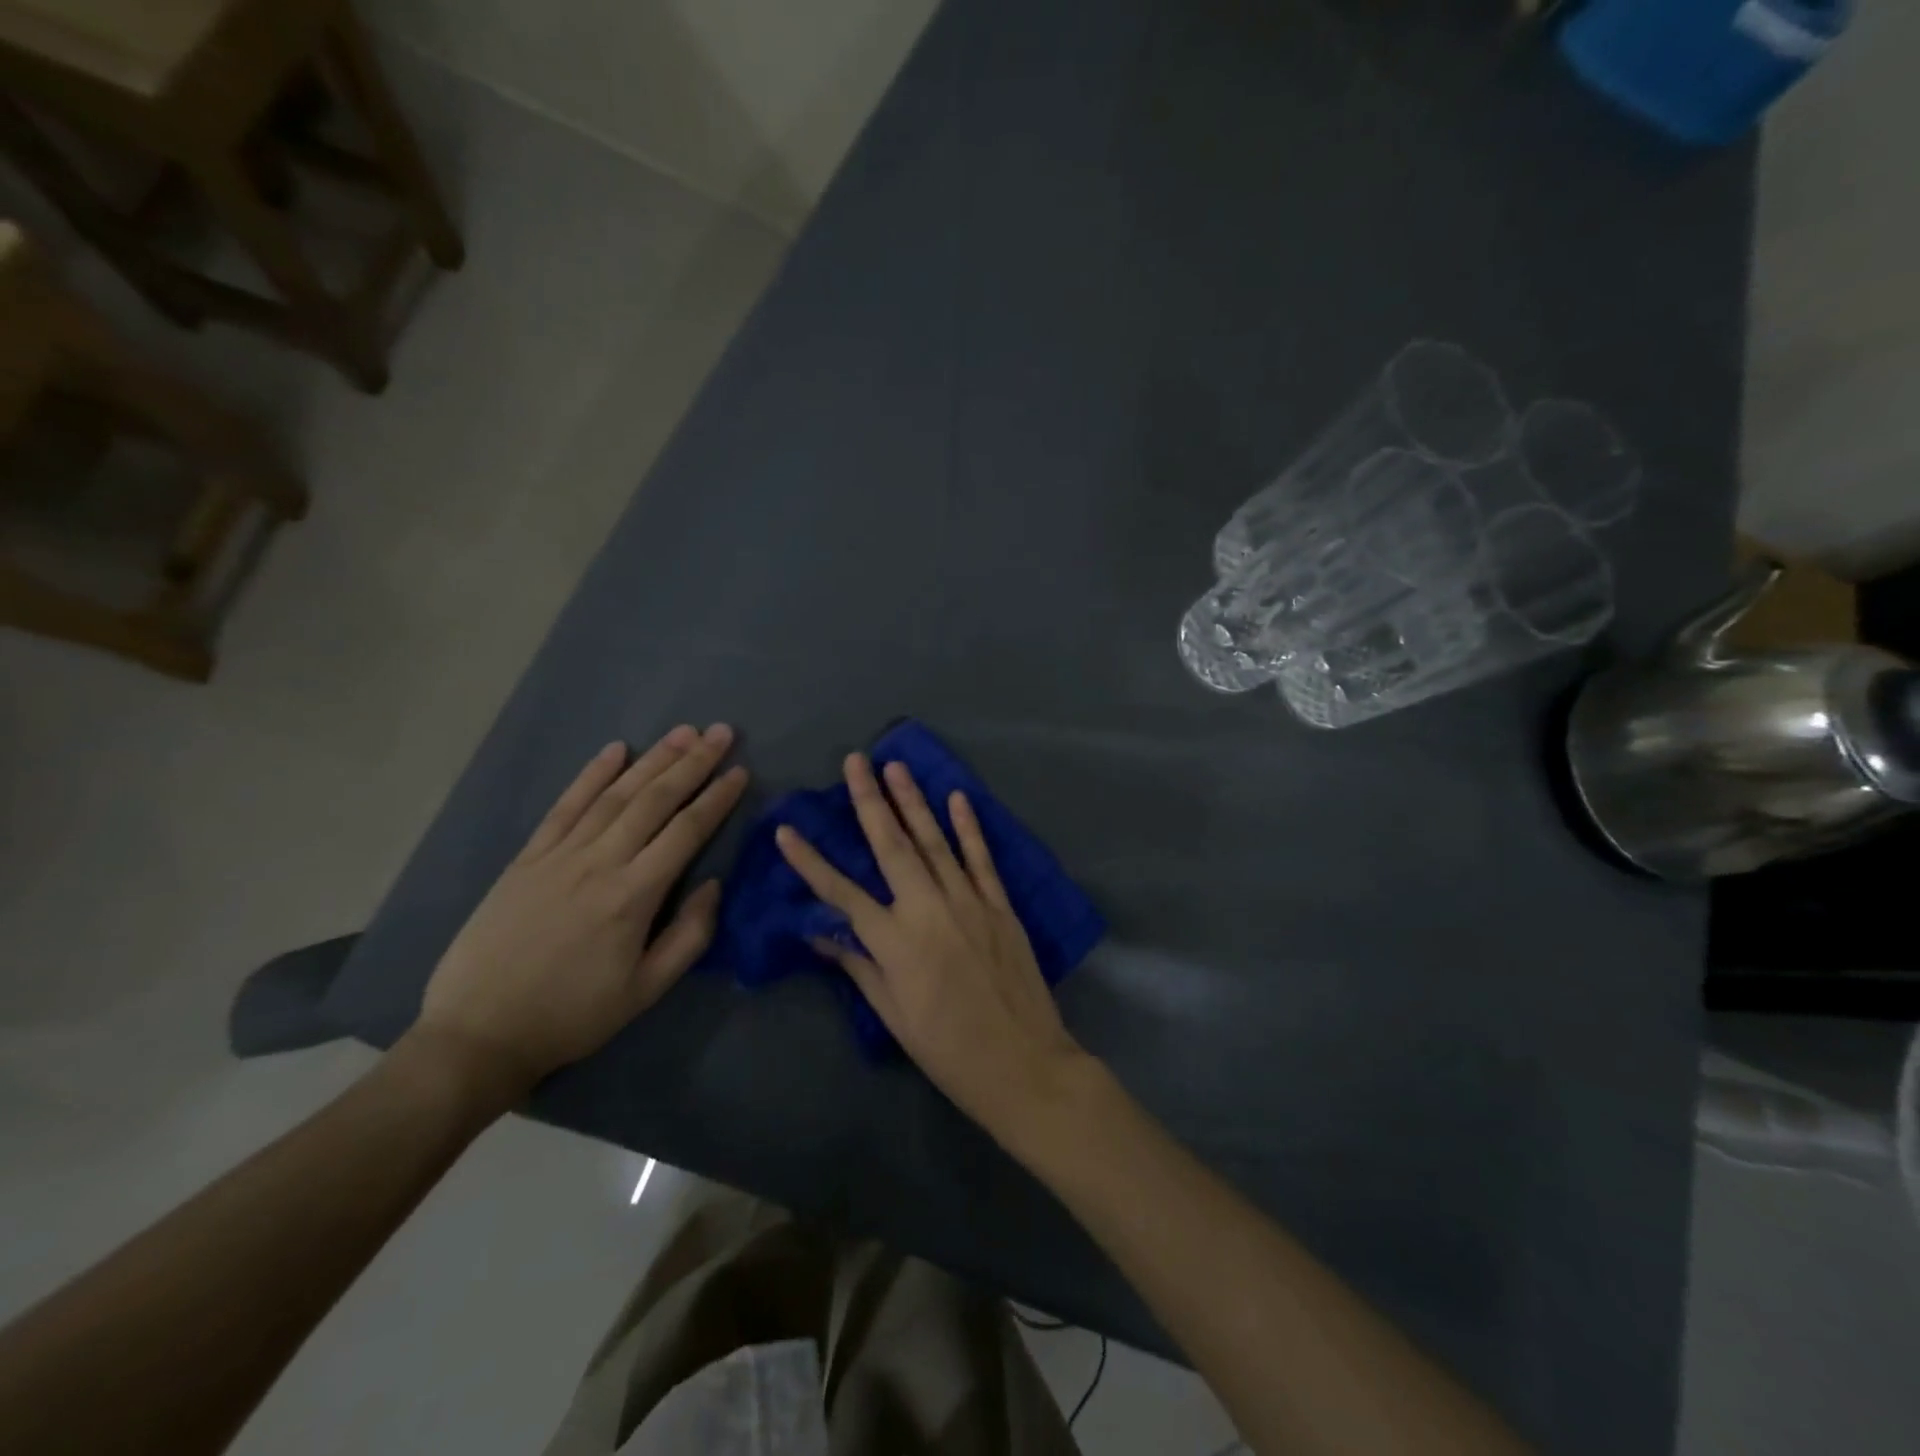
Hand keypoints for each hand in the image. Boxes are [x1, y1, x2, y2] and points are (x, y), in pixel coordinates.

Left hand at [414, 724, 748, 1103]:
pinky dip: (591, 775)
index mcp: (633, 896)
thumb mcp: (646, 991)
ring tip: (682, 733)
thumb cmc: (573, 1015)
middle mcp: (600, 863)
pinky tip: (615, 750)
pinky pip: (564, 807)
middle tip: (721, 732)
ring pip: (614, 795)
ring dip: (652, 760)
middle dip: (692, 763)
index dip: (716, 798)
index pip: (686, 832)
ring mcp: (559, 856)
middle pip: (654, 801)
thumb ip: (689, 936)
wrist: (479, 1033)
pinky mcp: (527, 859)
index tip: (740, 771)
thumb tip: (714, 884)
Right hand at [774, 754, 1090, 1139]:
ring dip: (913, 801)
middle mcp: (928, 909)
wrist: (1022, 1063)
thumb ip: (860, 967)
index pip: (841, 893)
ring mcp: (968, 902)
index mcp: (894, 942)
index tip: (787, 830)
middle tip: (855, 761)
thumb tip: (822, 935)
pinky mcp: (1000, 905)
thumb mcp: (894, 1015)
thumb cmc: (948, 1048)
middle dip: (870, 800)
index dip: (811, 861)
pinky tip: (957, 798)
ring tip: (896, 766)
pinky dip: (969, 826)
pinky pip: (980, 858)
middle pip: (891, 846)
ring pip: (934, 841)